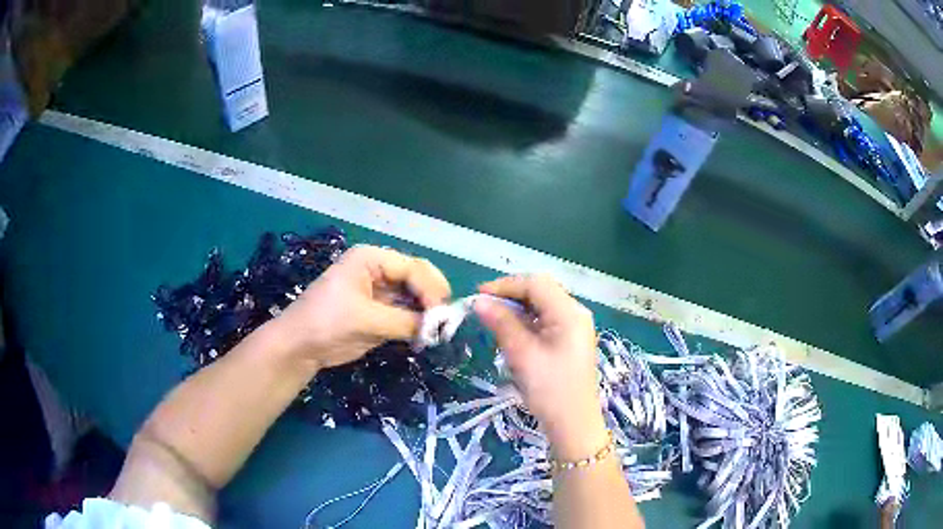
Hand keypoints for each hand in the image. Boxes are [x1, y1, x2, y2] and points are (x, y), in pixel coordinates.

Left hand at [278, 245, 450, 369]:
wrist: (300, 346)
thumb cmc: (328, 322)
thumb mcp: (366, 319)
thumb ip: (404, 321)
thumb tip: (436, 327)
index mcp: (371, 259)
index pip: (412, 267)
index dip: (430, 288)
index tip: (442, 312)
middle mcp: (378, 270)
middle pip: (416, 277)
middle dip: (431, 296)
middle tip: (445, 320)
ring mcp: (379, 291)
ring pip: (413, 295)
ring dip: (426, 311)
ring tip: (438, 330)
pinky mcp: (379, 312)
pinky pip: (405, 312)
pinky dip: (416, 322)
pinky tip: (425, 334)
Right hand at [474, 274, 606, 460]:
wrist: (573, 424)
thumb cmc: (549, 389)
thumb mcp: (522, 354)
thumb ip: (501, 323)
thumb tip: (479, 301)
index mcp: (569, 312)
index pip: (535, 284)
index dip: (505, 285)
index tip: (478, 296)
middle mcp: (575, 313)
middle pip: (541, 291)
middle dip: (511, 295)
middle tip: (485, 307)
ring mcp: (574, 327)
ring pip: (542, 305)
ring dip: (517, 309)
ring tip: (494, 321)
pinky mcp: (570, 341)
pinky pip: (546, 320)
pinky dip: (526, 322)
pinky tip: (512, 334)